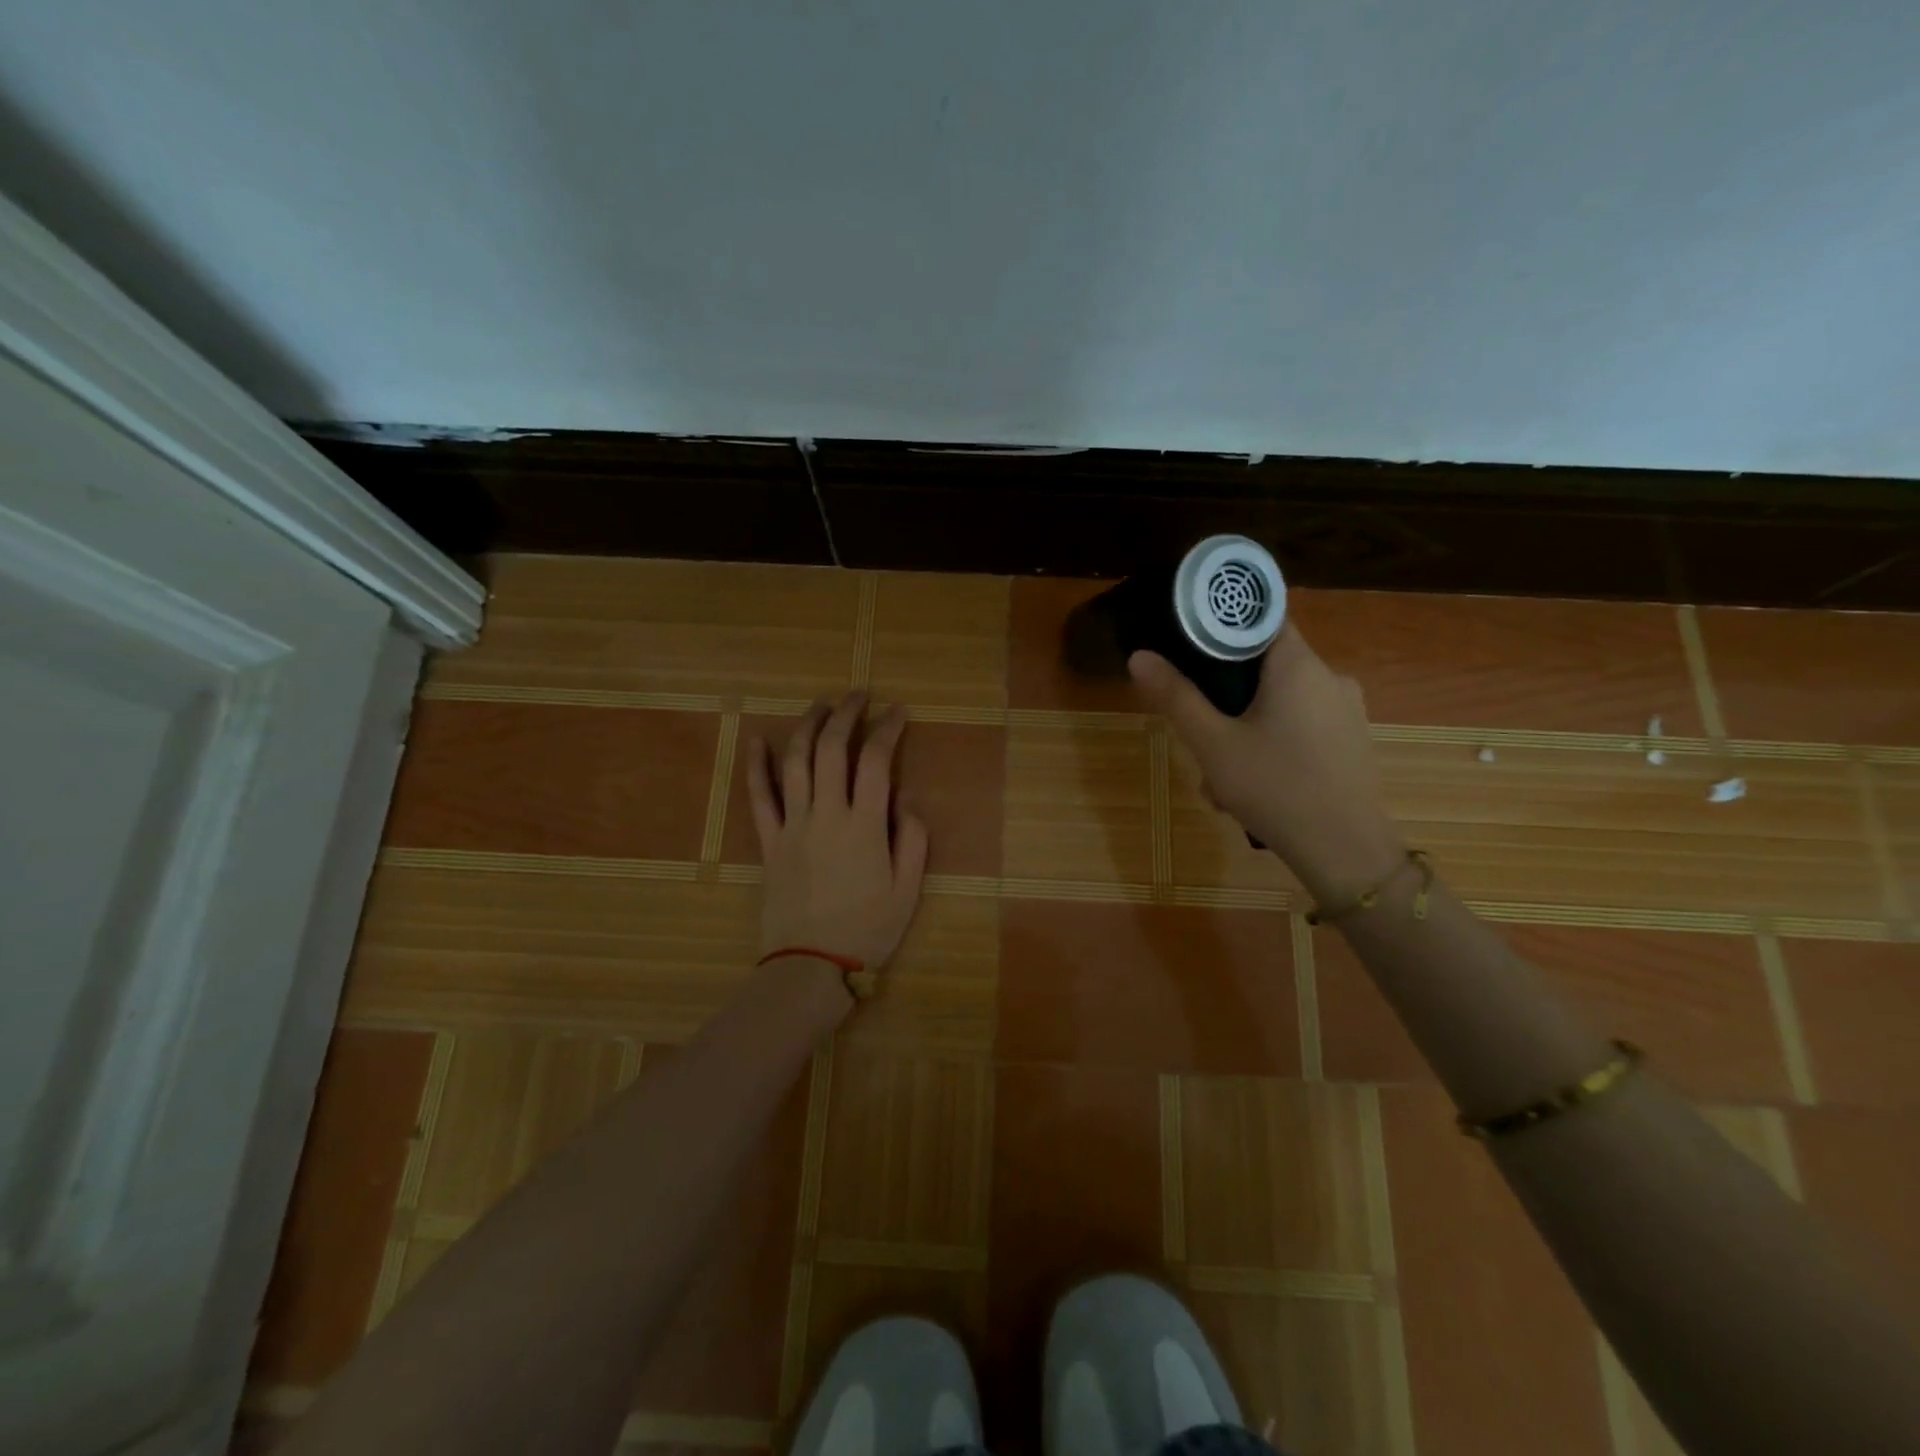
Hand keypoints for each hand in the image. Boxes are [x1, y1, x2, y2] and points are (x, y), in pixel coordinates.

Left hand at [747, 691, 928, 976]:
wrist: (810, 965)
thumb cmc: (868, 929)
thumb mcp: (908, 888)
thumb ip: (913, 838)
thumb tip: (905, 797)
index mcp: (865, 824)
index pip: (876, 760)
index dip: (887, 728)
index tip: (897, 711)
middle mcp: (827, 813)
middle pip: (832, 749)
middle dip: (846, 714)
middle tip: (858, 695)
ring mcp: (793, 825)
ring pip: (795, 762)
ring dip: (807, 726)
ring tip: (820, 705)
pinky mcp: (770, 841)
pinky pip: (759, 797)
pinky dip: (756, 766)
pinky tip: (757, 741)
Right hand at [1128, 628, 1404, 900]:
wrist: (1346, 852)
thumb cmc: (1275, 788)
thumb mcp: (1213, 744)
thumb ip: (1176, 697)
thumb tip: (1139, 656)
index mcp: (1298, 665)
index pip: (1261, 618)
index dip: (1223, 625)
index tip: (1190, 644)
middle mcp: (1329, 677)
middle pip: (1265, 666)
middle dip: (1226, 696)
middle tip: (1199, 732)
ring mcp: (1346, 711)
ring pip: (1280, 702)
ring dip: (1245, 728)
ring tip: (1220, 777)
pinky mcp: (1352, 741)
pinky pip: (1301, 727)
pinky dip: (1272, 744)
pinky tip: (1253, 786)